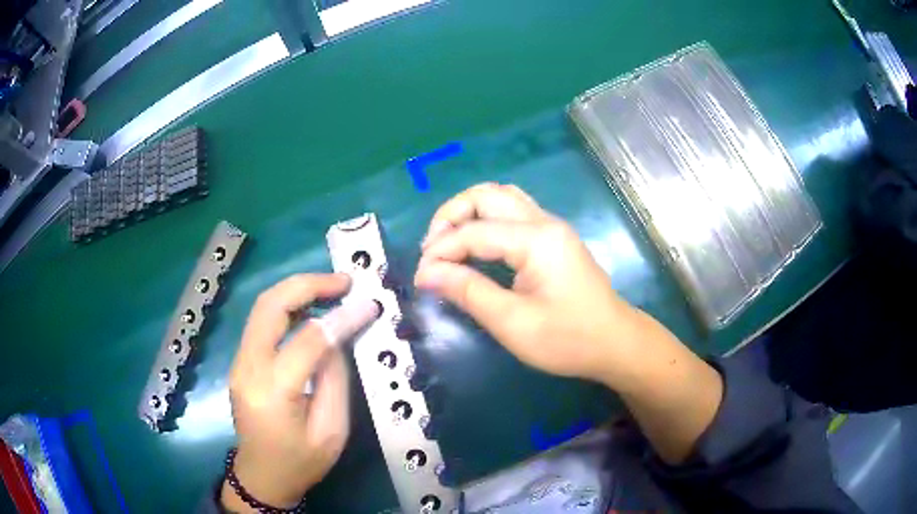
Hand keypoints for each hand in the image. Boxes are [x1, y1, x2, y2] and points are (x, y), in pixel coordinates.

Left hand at [221, 274, 352, 510]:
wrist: (262, 476)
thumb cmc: (301, 462)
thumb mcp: (332, 432)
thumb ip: (336, 380)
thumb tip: (338, 337)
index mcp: (273, 392)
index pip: (308, 340)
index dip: (341, 318)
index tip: (369, 305)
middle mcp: (247, 368)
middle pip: (271, 306)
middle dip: (308, 284)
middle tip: (344, 281)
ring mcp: (239, 362)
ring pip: (262, 306)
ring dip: (296, 290)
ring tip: (331, 289)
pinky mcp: (241, 361)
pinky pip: (261, 321)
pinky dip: (287, 305)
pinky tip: (310, 308)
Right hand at [415, 183, 722, 463]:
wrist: (615, 344)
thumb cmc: (568, 339)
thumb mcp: (513, 323)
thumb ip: (468, 292)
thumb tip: (426, 272)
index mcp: (536, 239)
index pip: (474, 231)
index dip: (440, 251)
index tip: (420, 278)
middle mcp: (544, 222)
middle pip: (487, 194)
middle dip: (451, 216)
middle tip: (432, 251)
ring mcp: (551, 228)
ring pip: (501, 198)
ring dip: (468, 215)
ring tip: (449, 246)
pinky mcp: (553, 239)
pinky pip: (512, 214)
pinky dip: (486, 223)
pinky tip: (475, 248)